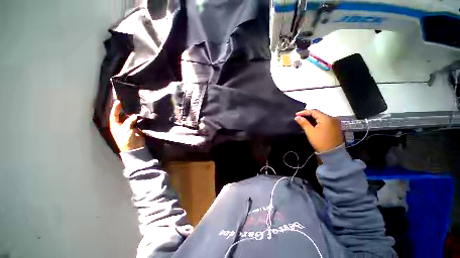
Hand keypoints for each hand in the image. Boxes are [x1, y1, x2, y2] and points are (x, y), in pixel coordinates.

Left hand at [110, 100, 144, 151]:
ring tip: (137, 108)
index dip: (116, 108)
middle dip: (126, 110)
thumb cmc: (126, 140)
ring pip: (131, 117)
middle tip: (129, 103)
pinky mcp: (137, 128)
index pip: (114, 114)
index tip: (118, 101)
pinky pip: (138, 121)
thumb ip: (130, 121)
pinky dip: (139, 118)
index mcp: (115, 125)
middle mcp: (122, 124)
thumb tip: (135, 115)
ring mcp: (130, 126)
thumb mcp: (125, 129)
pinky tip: (142, 114)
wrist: (135, 148)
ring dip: (133, 114)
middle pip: (123, 115)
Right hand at [294, 109, 342, 152]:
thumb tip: (297, 117)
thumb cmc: (320, 141)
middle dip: (308, 114)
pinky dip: (318, 121)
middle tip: (299, 117)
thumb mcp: (310, 132)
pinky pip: (325, 121)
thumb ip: (304, 123)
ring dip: (312, 118)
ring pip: (321, 117)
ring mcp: (335, 122)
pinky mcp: (335, 127)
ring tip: (304, 120)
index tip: (296, 115)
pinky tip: (312, 123)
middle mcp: (332, 118)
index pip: (314, 111)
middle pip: (318, 113)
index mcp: (326, 118)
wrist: (333, 153)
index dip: (304, 112)